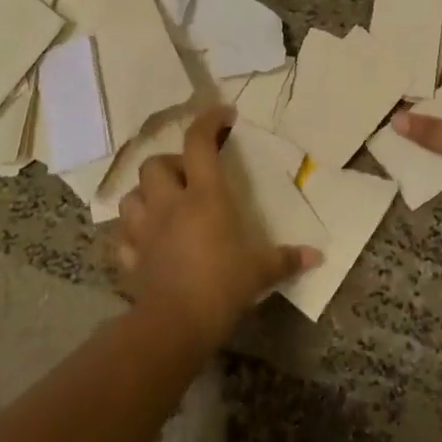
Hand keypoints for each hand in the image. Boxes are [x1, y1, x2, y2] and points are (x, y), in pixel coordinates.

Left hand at [113, 105, 320, 348]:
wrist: (174, 326)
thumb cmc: (221, 286)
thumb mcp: (260, 272)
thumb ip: (286, 259)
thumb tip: (317, 257)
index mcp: (204, 196)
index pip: (199, 143)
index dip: (209, 121)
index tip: (224, 116)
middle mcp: (169, 204)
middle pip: (155, 164)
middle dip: (170, 165)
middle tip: (188, 179)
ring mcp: (145, 230)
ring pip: (131, 196)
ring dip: (144, 196)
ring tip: (162, 207)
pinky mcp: (130, 257)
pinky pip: (123, 237)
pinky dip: (132, 235)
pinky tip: (145, 243)